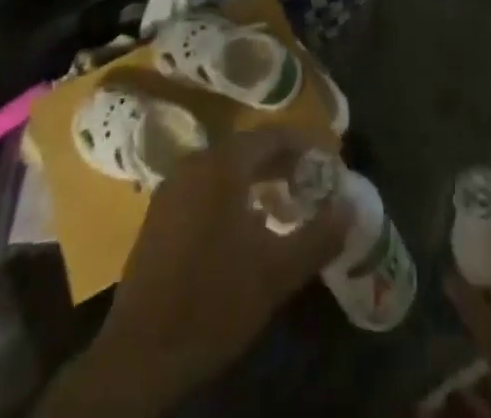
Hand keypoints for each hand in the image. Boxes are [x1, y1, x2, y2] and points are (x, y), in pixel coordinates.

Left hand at [38, 128, 351, 417]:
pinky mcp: (160, 214)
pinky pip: (205, 186)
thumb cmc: (213, 302)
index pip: (273, 136)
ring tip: (285, 204)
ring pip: (225, 168)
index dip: (305, 146)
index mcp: (223, 164)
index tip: (330, 164)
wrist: (140, 354)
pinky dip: (232, 193)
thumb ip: (318, 236)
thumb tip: (350, 207)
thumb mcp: (276, 273)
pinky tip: (246, 226)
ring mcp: (173, 187)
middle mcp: (195, 162)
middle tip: (312, 185)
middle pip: (248, 149)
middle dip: (283, 163)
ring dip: (257, 179)